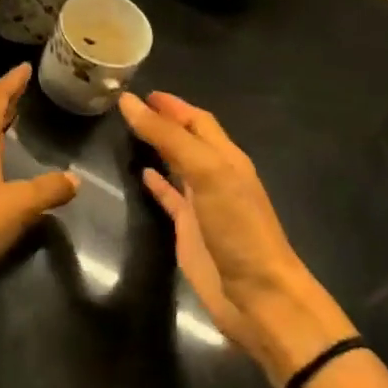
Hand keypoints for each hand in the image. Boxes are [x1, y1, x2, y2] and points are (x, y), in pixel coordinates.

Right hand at [121, 91, 347, 380]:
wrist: (258, 296)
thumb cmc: (238, 228)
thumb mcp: (207, 173)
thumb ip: (169, 138)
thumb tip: (129, 103)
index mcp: (226, 157)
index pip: (197, 121)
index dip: (172, 105)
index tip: (141, 91)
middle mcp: (216, 175)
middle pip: (187, 140)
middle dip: (164, 121)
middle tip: (129, 107)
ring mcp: (203, 204)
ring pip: (177, 165)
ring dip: (158, 148)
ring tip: (129, 132)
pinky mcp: (190, 230)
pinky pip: (170, 197)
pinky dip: (156, 183)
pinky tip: (141, 174)